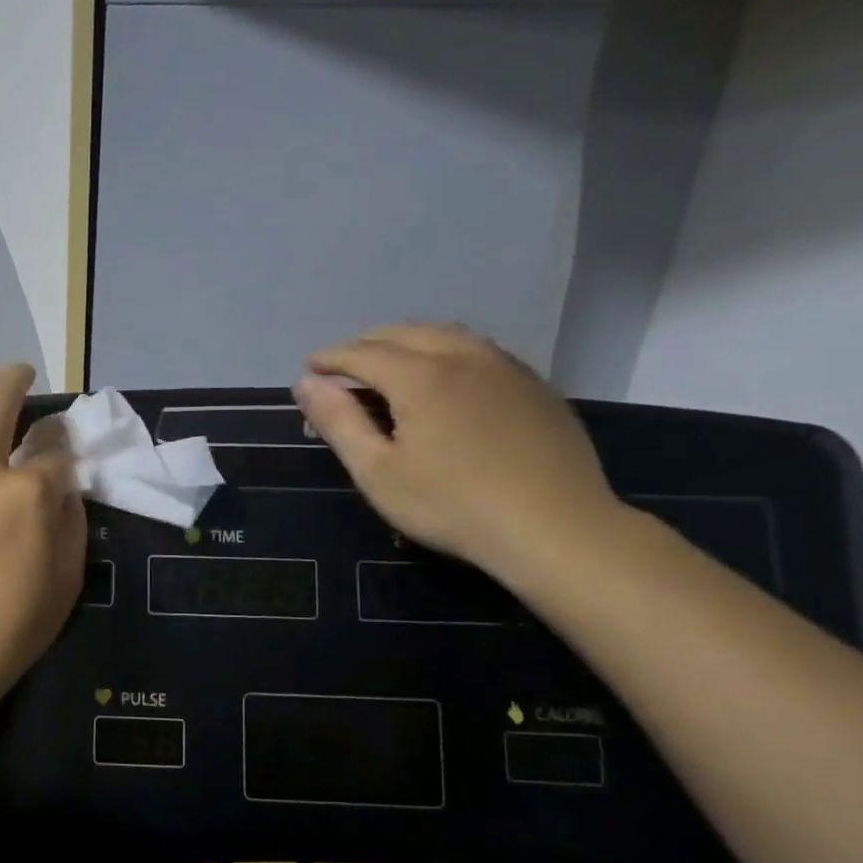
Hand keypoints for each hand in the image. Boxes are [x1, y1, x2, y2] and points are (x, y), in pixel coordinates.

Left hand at [0, 344, 85, 711]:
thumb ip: (71, 520)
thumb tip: (64, 479)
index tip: (58, 442)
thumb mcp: (65, 582)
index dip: (61, 440)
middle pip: (1, 400)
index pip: (54, 447)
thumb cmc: (3, 630)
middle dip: (17, 378)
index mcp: (27, 492)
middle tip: (21, 373)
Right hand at [292, 324, 621, 578]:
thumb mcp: (377, 471)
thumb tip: (306, 383)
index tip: (309, 368)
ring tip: (389, 364)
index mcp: (421, 375)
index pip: (363, 353)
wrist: (556, 528)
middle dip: (367, 343)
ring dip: (408, 342)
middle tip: (343, 365)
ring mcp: (506, 368)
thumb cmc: (452, 505)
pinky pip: (479, 352)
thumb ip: (338, 422)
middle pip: (405, 333)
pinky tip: (445, 379)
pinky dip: (446, 353)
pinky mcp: (535, 387)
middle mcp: (464, 357)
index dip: (331, 358)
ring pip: (447, 336)